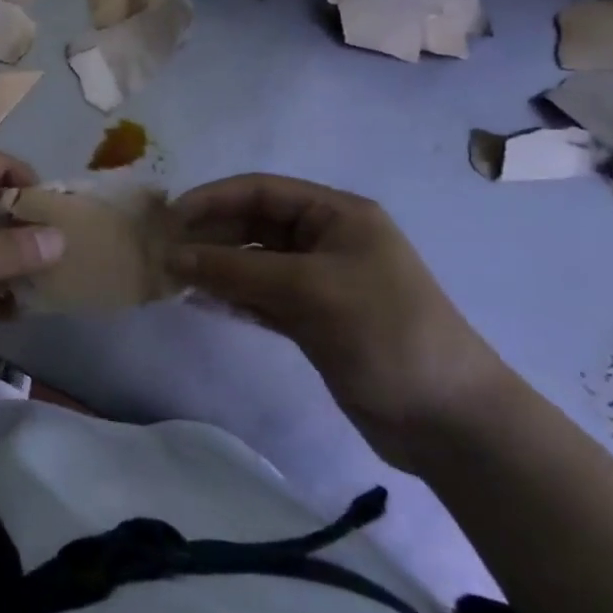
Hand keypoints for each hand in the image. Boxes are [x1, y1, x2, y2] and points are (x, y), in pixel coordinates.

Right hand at [167, 174, 514, 473]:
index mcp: (337, 215)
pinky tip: (200, 302)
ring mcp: (319, 282)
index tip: (169, 217)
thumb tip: (171, 255)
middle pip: (253, 225)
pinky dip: (231, 297)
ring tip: (173, 277)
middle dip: (210, 235)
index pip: (261, 191)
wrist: (448, 421)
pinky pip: (260, 296)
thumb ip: (237, 270)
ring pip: (252, 262)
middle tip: (163, 252)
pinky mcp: (312, 319)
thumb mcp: (310, 290)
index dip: (213, 199)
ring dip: (215, 267)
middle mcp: (325, 240)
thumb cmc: (386, 333)